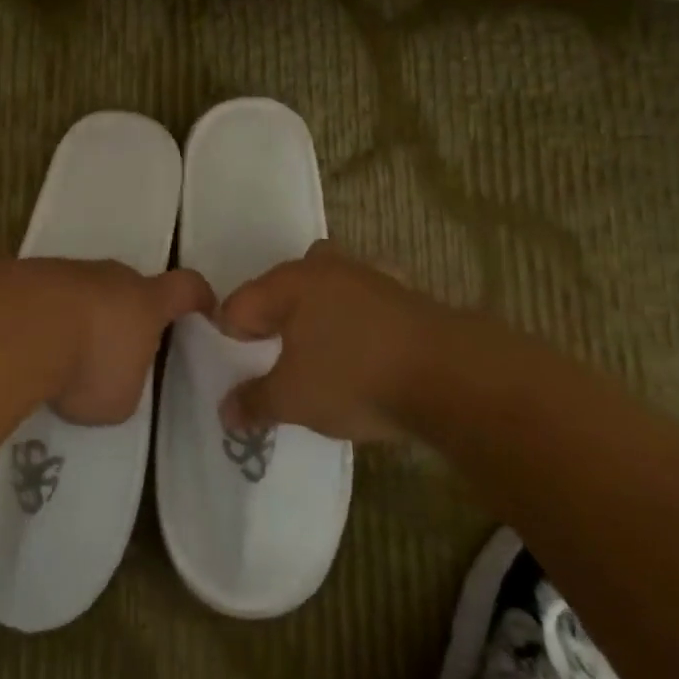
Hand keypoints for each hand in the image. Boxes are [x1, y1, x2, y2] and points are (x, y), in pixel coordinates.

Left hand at [11, 259, 214, 425]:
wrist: (19, 327)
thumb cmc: (88, 364)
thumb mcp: (120, 398)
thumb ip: (125, 383)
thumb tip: (111, 375)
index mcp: (146, 302)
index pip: (186, 287)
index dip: (198, 297)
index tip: (204, 308)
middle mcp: (111, 276)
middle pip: (129, 286)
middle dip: (126, 313)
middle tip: (114, 348)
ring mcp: (67, 269)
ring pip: (84, 289)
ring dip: (80, 315)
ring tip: (63, 354)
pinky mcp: (26, 274)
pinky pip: (45, 295)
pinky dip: (43, 317)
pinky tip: (28, 345)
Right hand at [217, 242, 477, 441]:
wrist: (452, 376)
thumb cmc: (355, 378)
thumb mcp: (293, 399)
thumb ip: (254, 402)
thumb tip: (226, 411)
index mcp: (288, 283)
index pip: (239, 305)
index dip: (230, 339)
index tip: (239, 371)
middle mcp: (323, 267)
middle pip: (282, 287)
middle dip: (274, 317)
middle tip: (274, 358)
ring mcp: (367, 275)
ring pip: (326, 287)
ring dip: (317, 314)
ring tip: (319, 355)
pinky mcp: (404, 294)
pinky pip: (363, 303)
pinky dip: (357, 319)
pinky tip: (365, 348)